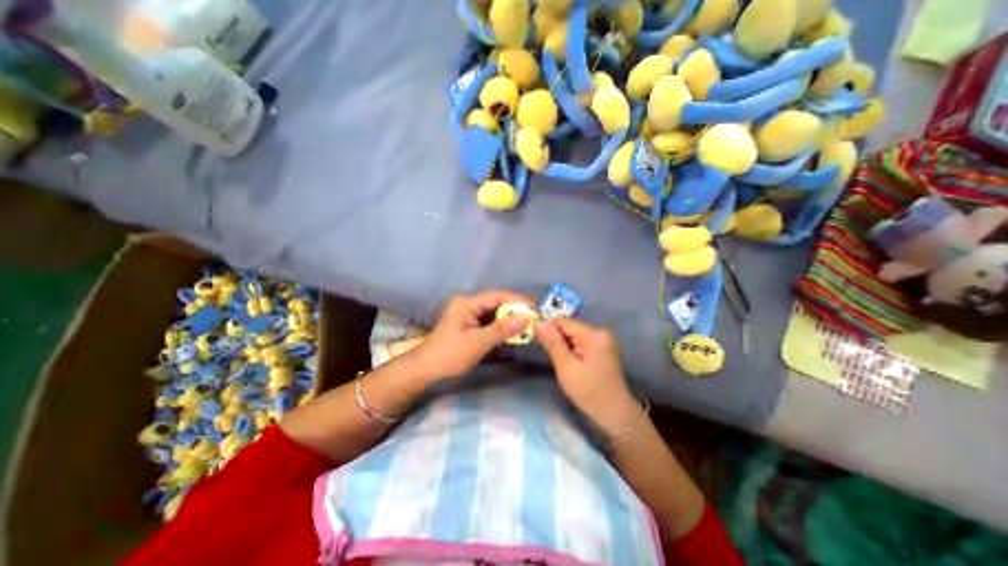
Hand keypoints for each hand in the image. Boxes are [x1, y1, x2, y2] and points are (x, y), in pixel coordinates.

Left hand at [408, 290, 534, 382]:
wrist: (425, 370)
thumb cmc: (450, 355)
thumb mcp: (478, 342)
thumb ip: (503, 329)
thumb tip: (527, 318)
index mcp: (468, 302)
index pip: (498, 296)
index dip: (518, 301)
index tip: (536, 311)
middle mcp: (469, 304)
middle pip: (497, 303)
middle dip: (516, 311)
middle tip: (535, 320)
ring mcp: (468, 314)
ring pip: (495, 313)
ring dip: (510, 320)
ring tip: (528, 327)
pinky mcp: (469, 325)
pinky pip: (490, 322)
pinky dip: (501, 328)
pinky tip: (513, 334)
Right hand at [536, 319, 636, 433]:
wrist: (615, 413)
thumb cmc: (588, 391)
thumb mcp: (566, 367)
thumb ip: (552, 342)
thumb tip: (538, 322)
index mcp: (593, 334)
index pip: (563, 321)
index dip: (548, 329)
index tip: (537, 342)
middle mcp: (600, 331)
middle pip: (569, 327)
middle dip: (556, 338)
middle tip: (549, 356)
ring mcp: (604, 339)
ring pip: (574, 334)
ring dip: (564, 345)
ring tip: (560, 361)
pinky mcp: (603, 347)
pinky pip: (581, 341)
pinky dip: (572, 349)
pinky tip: (571, 362)